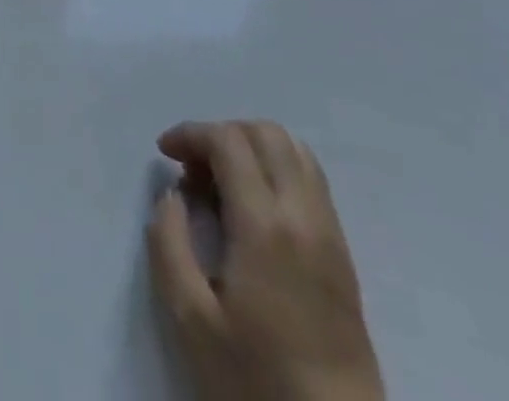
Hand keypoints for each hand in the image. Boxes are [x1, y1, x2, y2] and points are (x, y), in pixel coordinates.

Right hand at [146, 121, 382, 400]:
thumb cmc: (257, 380)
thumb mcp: (191, 320)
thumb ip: (168, 244)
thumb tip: (173, 195)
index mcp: (265, 225)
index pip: (228, 141)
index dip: (191, 134)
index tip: (165, 152)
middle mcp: (303, 214)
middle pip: (265, 133)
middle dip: (222, 134)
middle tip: (193, 169)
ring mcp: (329, 231)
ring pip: (294, 149)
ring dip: (252, 148)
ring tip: (222, 184)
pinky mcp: (343, 252)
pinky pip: (310, 179)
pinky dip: (277, 168)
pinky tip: (253, 206)